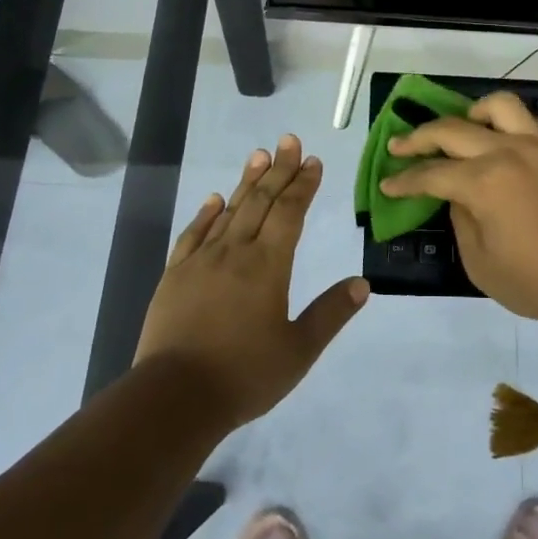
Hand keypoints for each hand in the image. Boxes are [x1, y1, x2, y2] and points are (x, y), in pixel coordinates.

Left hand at [135, 136, 368, 429]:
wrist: (174, 397)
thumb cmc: (244, 375)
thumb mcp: (299, 351)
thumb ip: (330, 314)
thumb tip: (363, 283)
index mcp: (268, 266)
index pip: (289, 213)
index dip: (303, 185)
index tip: (313, 161)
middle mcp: (235, 252)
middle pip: (260, 201)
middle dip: (278, 170)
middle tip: (289, 141)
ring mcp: (201, 261)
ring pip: (229, 211)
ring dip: (246, 181)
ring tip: (260, 155)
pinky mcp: (175, 276)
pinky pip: (193, 234)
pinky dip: (206, 214)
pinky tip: (214, 200)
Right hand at [380, 92, 537, 327]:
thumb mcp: (481, 263)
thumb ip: (461, 221)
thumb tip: (457, 197)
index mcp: (483, 182)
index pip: (431, 174)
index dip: (404, 180)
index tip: (387, 184)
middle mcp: (506, 151)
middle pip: (452, 130)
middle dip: (418, 138)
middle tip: (399, 145)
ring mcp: (537, 145)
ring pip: (496, 106)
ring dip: (468, 114)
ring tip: (458, 129)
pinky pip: (526, 120)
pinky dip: (505, 123)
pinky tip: (498, 140)